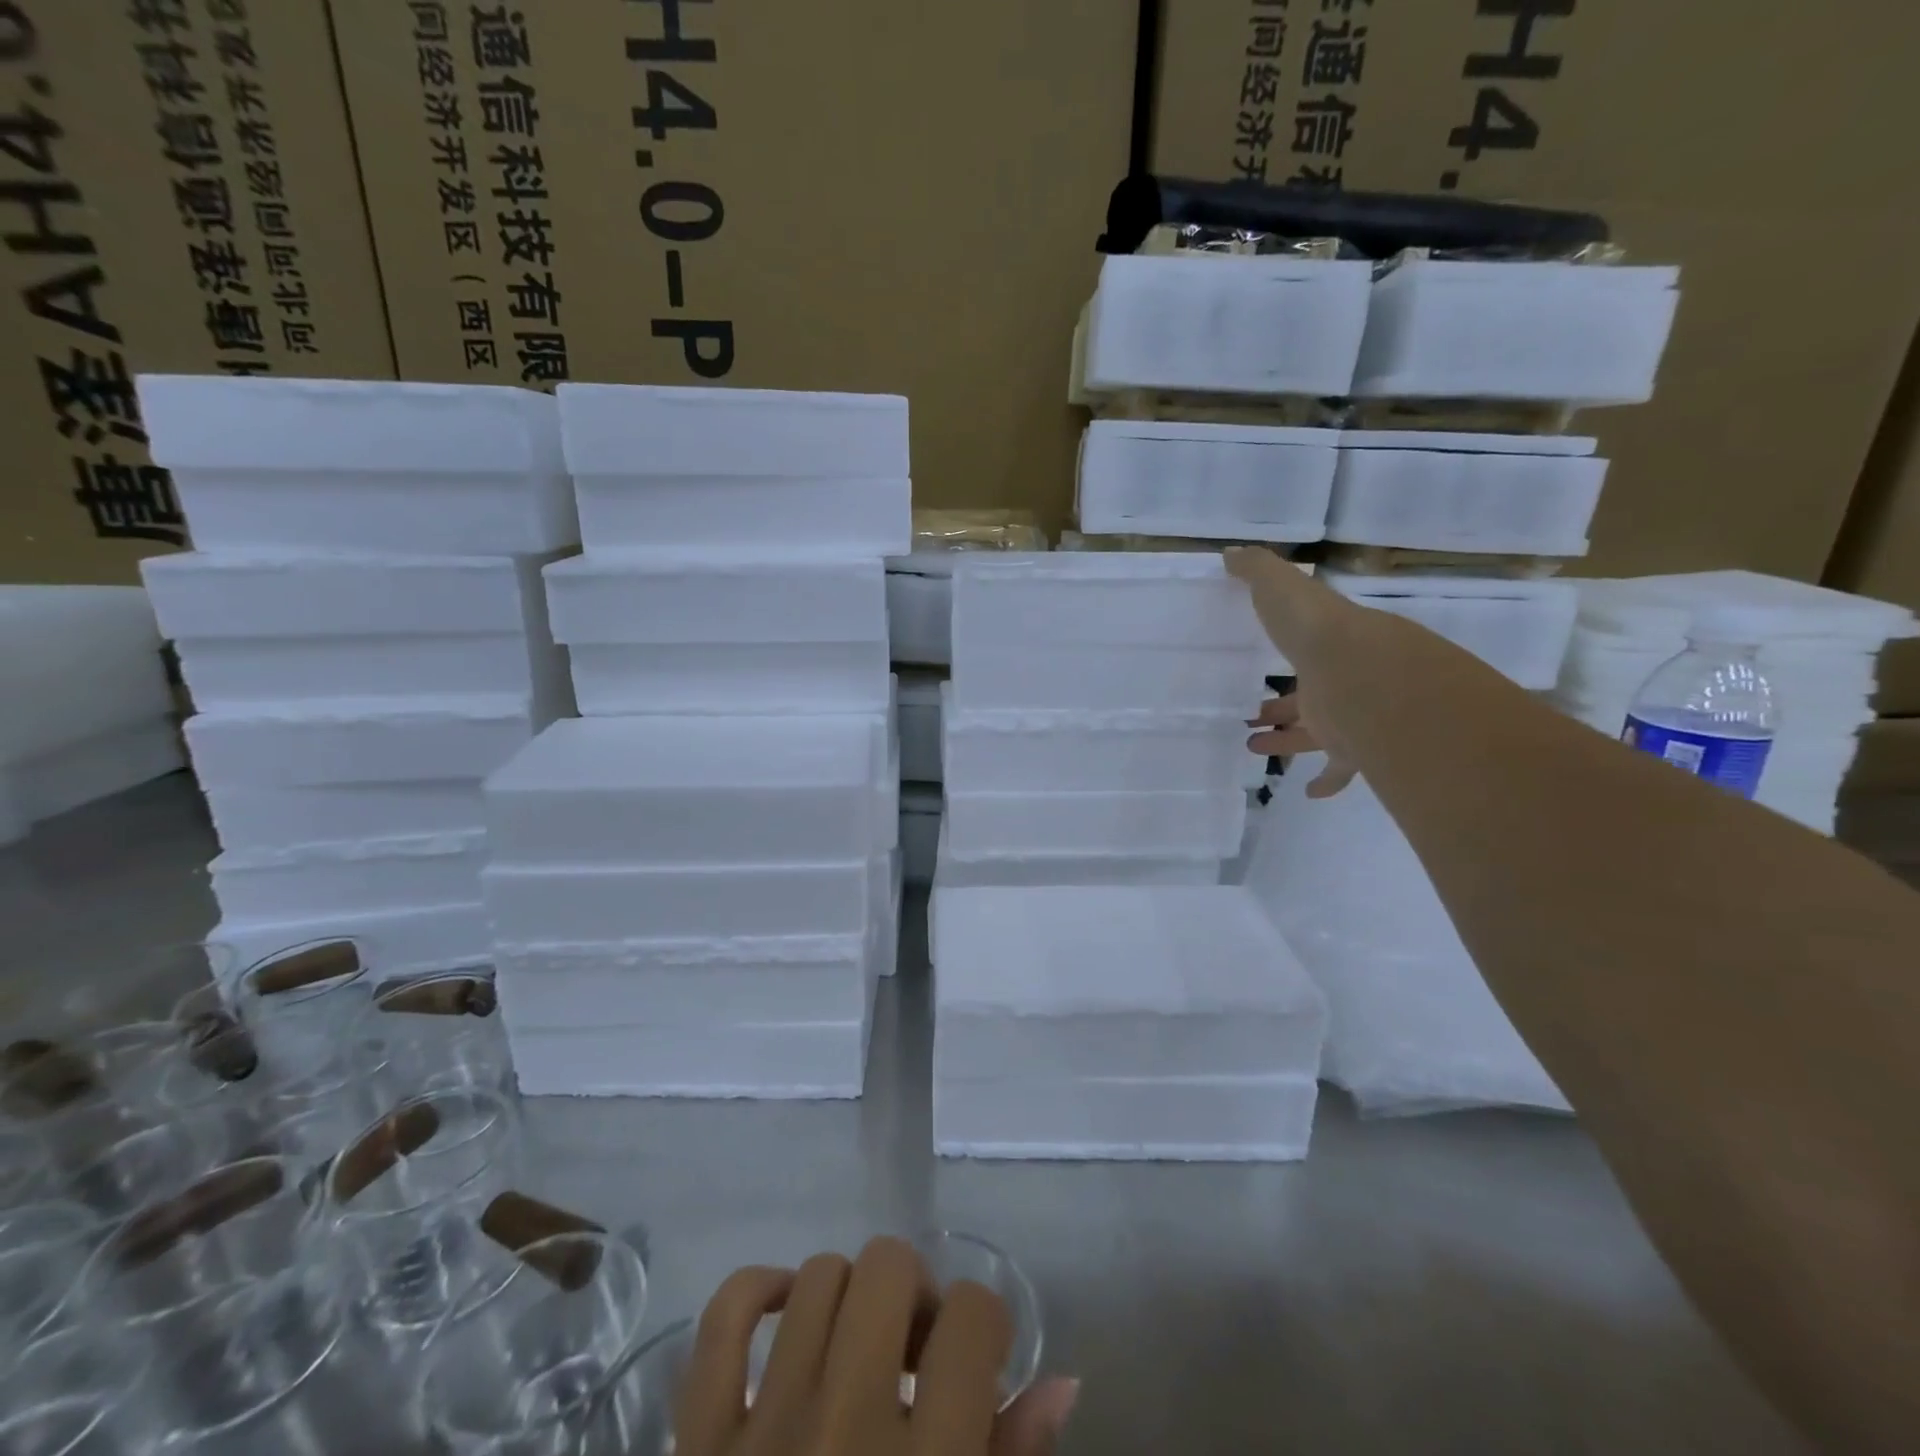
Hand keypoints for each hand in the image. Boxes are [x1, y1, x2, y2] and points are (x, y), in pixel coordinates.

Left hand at [677, 1237, 1078, 1455]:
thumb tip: (1061, 1382)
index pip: (972, 1316)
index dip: (986, 1323)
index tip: (981, 1358)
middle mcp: (845, 1427)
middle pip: (889, 1267)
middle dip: (917, 1293)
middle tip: (919, 1350)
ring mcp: (764, 1428)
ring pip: (819, 1277)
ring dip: (851, 1298)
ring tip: (861, 1348)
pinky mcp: (699, 1442)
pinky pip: (724, 1319)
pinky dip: (758, 1291)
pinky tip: (789, 1310)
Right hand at [1225, 547, 1360, 798]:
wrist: (1364, 675)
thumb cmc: (1317, 632)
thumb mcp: (1280, 588)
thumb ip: (1256, 570)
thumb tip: (1230, 554)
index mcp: (1325, 647)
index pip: (1304, 651)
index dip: (1283, 658)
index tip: (1260, 669)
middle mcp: (1338, 683)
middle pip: (1306, 699)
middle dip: (1279, 708)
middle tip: (1252, 717)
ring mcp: (1348, 719)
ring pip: (1315, 735)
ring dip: (1286, 742)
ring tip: (1252, 746)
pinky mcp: (1353, 751)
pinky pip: (1341, 771)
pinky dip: (1326, 783)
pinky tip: (1307, 793)